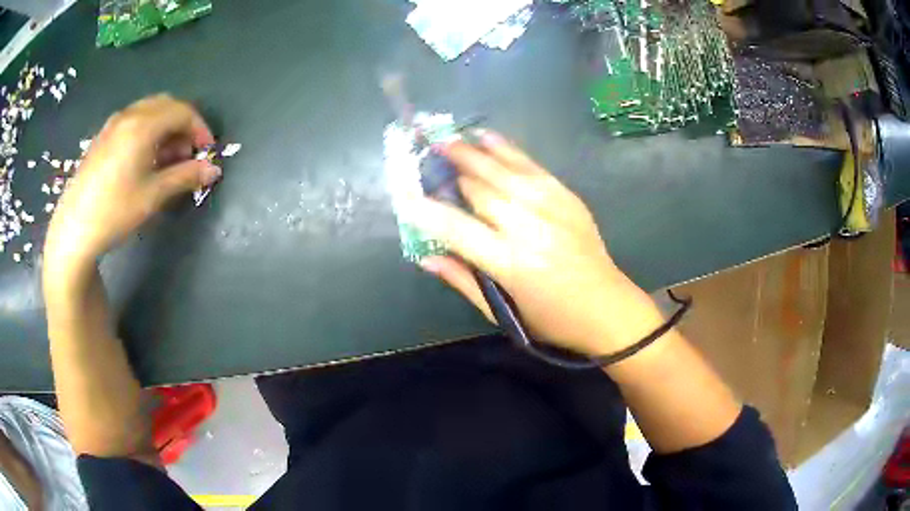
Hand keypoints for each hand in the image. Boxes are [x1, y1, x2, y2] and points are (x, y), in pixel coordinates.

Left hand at [44, 95, 218, 268]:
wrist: (74, 228)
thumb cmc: (115, 211)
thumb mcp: (153, 196)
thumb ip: (185, 177)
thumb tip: (214, 170)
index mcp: (143, 125)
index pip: (183, 112)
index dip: (200, 129)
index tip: (207, 152)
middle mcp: (129, 115)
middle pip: (167, 105)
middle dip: (183, 125)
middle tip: (187, 154)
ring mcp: (113, 124)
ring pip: (149, 111)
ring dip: (165, 127)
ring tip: (167, 158)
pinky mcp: (103, 136)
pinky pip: (133, 120)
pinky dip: (147, 130)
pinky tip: (144, 157)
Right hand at [413, 132, 664, 356]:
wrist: (608, 309)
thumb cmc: (552, 320)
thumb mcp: (504, 312)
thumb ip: (464, 280)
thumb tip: (426, 257)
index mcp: (511, 264)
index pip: (457, 229)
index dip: (426, 211)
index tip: (403, 195)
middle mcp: (530, 229)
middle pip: (480, 190)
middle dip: (448, 171)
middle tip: (425, 155)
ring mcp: (552, 208)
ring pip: (504, 172)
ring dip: (472, 152)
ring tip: (447, 137)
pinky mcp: (568, 198)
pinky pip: (533, 167)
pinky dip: (508, 150)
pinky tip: (488, 137)